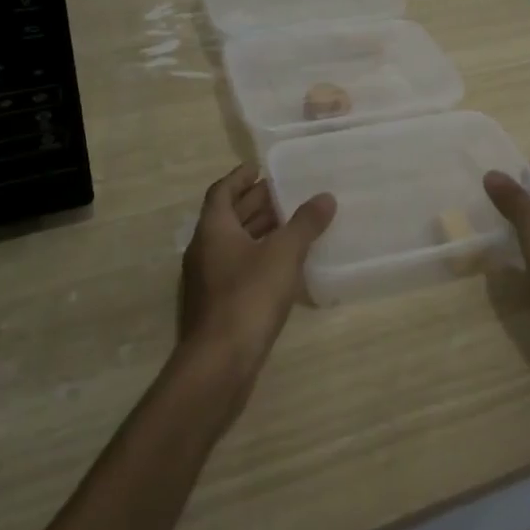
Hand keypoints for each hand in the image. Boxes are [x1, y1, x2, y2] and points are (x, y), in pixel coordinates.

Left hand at [179, 165, 335, 380]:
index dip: (240, 177)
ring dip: (258, 230)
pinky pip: (238, 267)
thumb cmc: (249, 296)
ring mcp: (208, 279)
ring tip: (291, 223)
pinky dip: (258, 256)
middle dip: (255, 203)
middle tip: (285, 193)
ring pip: (234, 243)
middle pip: (228, 216)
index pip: (222, 191)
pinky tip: (284, 264)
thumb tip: (325, 197)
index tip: (260, 167)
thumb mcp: (283, 254)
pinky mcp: (217, 305)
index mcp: (213, 229)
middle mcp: (204, 249)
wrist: (221, 361)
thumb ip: (305, 223)